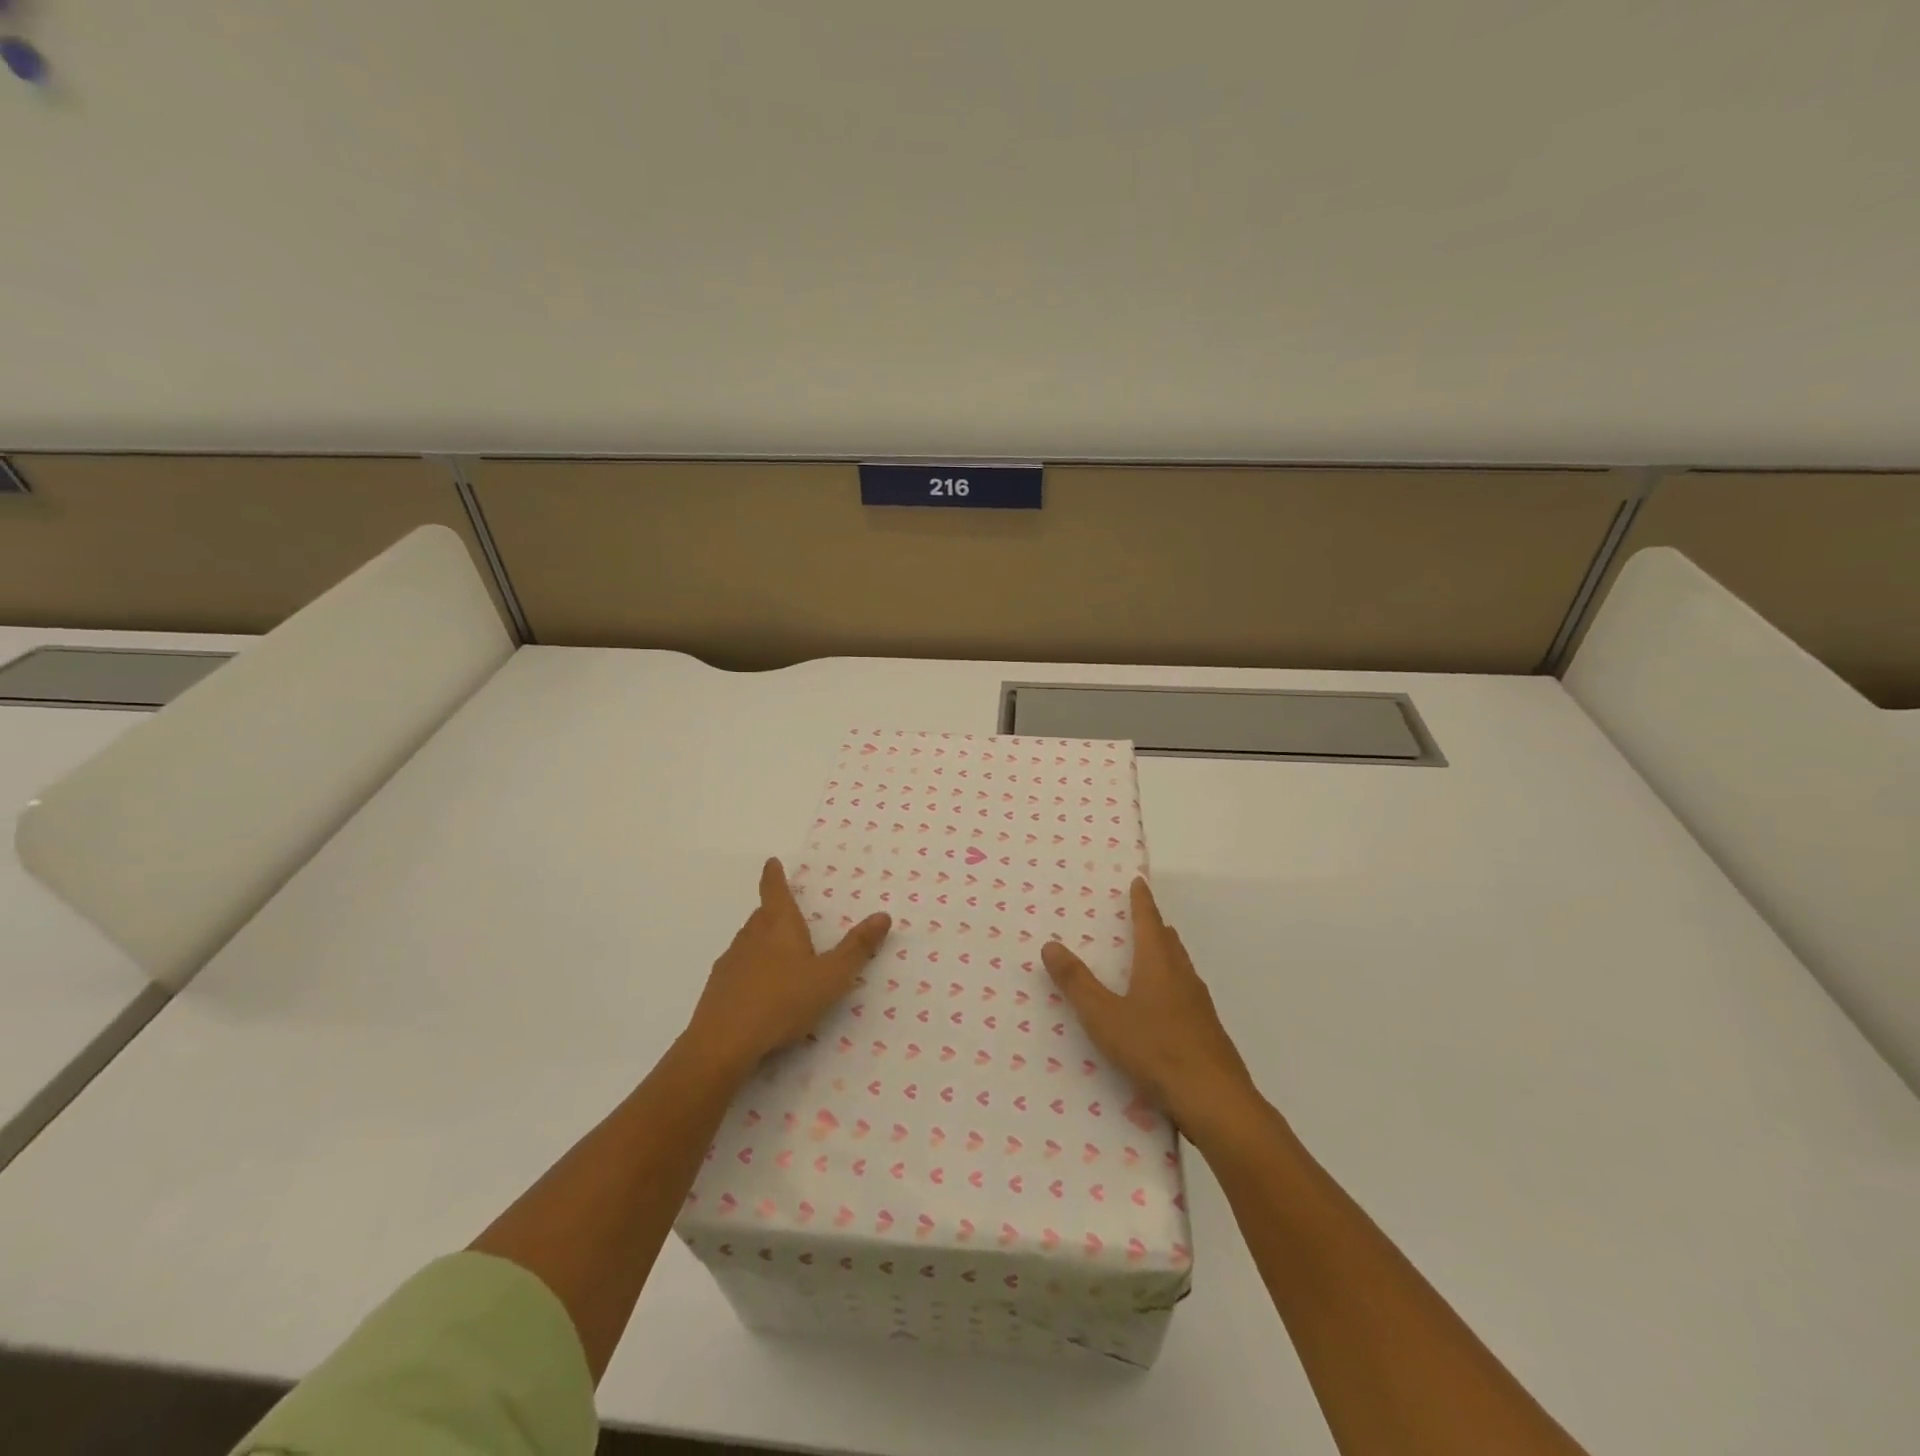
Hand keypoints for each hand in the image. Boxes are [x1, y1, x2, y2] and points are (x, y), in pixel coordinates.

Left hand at [686, 858, 891, 1073]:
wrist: (723, 1042)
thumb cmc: (783, 1001)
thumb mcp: (831, 977)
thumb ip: (857, 948)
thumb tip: (883, 915)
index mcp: (779, 926)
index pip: (775, 890)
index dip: (775, 875)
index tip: (771, 862)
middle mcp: (751, 937)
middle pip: (762, 916)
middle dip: (774, 912)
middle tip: (788, 914)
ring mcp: (730, 962)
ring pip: (748, 943)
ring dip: (762, 943)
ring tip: (780, 957)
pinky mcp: (717, 989)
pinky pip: (738, 970)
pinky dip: (750, 971)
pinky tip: (759, 992)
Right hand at [1042, 878, 1258, 1143]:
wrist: (1215, 1100)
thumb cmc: (1155, 1050)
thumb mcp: (1104, 1017)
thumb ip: (1076, 983)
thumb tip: (1051, 945)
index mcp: (1158, 965)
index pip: (1148, 922)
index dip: (1142, 901)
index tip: (1139, 881)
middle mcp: (1182, 977)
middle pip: (1169, 942)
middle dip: (1155, 926)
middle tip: (1142, 916)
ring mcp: (1199, 1005)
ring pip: (1180, 967)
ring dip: (1166, 954)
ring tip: (1152, 954)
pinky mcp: (1207, 1031)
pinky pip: (1186, 993)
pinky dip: (1172, 983)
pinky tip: (1164, 1006)